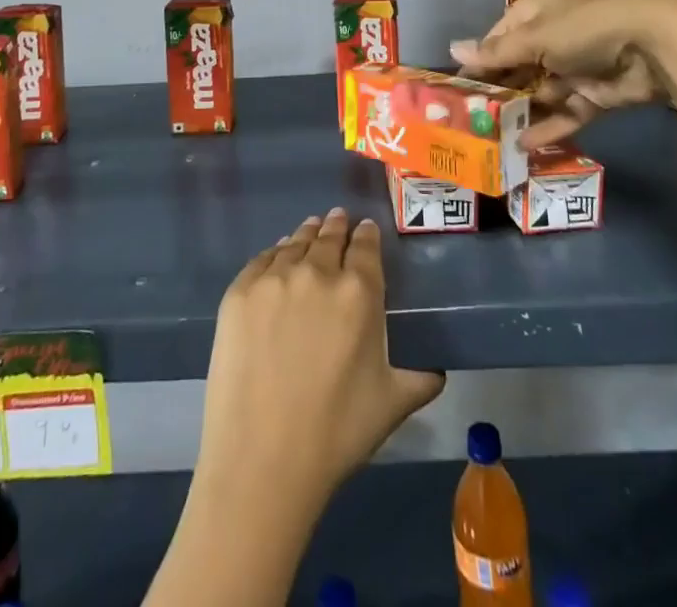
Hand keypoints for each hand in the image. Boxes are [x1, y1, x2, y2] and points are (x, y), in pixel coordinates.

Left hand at [195, 209, 444, 506]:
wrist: (262, 458)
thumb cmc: (336, 433)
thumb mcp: (391, 405)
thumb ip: (419, 379)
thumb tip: (438, 371)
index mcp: (359, 292)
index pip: (366, 246)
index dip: (367, 235)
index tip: (366, 229)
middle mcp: (318, 272)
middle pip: (329, 236)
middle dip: (337, 227)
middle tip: (339, 218)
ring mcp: (274, 278)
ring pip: (296, 243)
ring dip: (307, 234)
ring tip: (311, 228)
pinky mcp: (239, 291)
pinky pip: (262, 260)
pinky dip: (275, 253)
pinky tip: (278, 255)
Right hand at [450, 0, 676, 148]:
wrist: (654, 46)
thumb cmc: (585, 29)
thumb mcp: (536, 38)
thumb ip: (497, 52)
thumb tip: (453, 49)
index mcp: (534, 17)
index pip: (497, 39)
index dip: (478, 62)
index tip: (457, 89)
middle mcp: (550, 41)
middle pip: (516, 69)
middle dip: (497, 93)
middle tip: (469, 123)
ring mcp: (573, 70)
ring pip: (538, 95)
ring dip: (519, 115)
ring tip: (491, 141)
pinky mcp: (593, 96)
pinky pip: (565, 114)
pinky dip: (548, 128)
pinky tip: (524, 147)